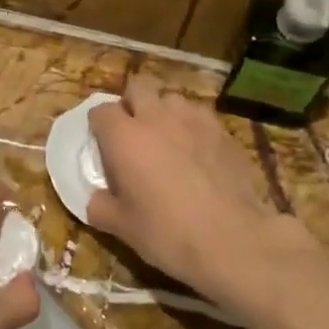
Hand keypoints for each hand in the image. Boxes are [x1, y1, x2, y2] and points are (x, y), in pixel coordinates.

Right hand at [86, 78, 325, 311]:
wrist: (233, 241)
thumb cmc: (167, 233)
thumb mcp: (121, 227)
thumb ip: (99, 205)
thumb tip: (95, 198)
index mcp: (124, 137)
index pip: (101, 111)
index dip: (98, 126)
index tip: (101, 145)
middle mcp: (156, 118)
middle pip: (138, 88)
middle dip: (131, 104)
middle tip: (133, 134)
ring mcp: (193, 120)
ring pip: (171, 99)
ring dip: (163, 112)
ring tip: (167, 139)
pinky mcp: (223, 131)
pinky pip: (200, 116)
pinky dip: (192, 126)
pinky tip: (196, 151)